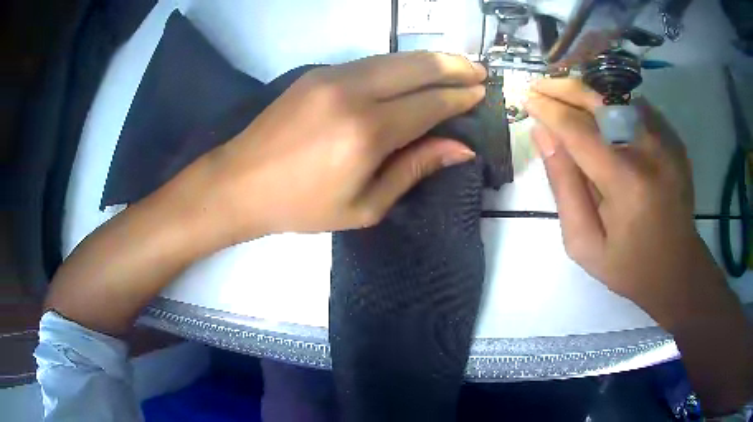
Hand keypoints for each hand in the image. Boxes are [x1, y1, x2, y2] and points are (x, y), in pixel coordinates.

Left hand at [206, 52, 485, 238]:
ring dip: (429, 60)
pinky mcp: (317, 73)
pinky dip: (399, 64)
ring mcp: (331, 76)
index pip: (429, 104)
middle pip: (416, 68)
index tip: (482, 93)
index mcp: (367, 132)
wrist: (241, 182)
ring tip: (456, 65)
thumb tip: (460, 148)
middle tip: (479, 70)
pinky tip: (413, 71)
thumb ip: (415, 169)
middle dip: (453, 66)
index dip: (459, 97)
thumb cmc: (303, 206)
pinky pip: (371, 62)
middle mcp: (352, 93)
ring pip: (394, 58)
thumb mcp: (366, 205)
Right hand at [524, 78, 726, 319]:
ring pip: (618, 97)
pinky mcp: (674, 139)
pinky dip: (613, 104)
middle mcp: (650, 151)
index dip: (549, 110)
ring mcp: (666, 141)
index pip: (578, 130)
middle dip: (564, 88)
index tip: (526, 99)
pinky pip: (636, 107)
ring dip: (588, 94)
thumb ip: (564, 187)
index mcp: (626, 183)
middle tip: (540, 87)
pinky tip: (601, 117)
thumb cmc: (629, 265)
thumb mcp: (585, 243)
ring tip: (565, 100)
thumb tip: (543, 135)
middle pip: (600, 100)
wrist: (677, 268)